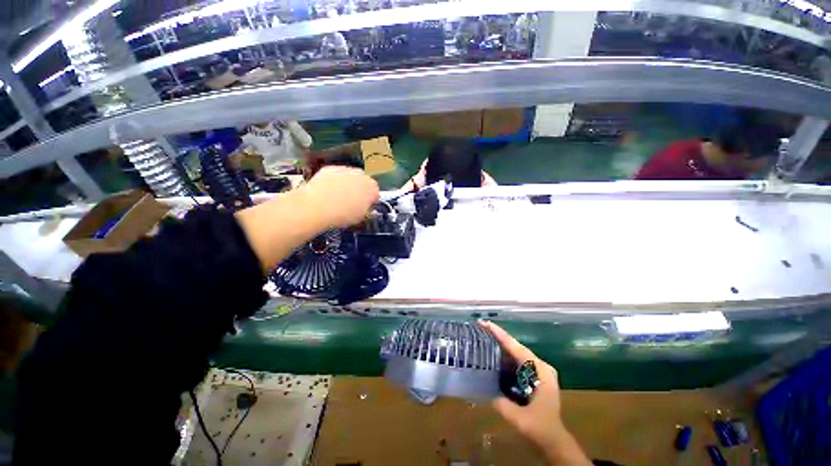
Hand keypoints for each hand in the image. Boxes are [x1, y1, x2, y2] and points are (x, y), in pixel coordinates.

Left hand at [303, 166, 379, 228]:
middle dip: (360, 190)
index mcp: (372, 187)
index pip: (376, 193)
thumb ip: (367, 210)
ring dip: (347, 184)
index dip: (371, 201)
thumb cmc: (342, 214)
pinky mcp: (330, 168)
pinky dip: (334, 181)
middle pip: (364, 182)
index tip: (366, 207)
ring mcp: (345, 169)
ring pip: (350, 176)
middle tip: (353, 202)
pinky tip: (328, 192)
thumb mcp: (361, 217)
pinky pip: (336, 175)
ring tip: (339, 197)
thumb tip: (366, 208)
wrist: (317, 206)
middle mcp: (361, 175)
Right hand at [480, 321, 591, 465]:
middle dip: (498, 337)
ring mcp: (538, 371)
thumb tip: (481, 385)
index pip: (517, 348)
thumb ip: (499, 401)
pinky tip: (493, 354)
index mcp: (540, 371)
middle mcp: (540, 366)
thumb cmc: (540, 428)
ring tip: (483, 336)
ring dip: (500, 345)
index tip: (485, 323)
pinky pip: (517, 361)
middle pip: (516, 347)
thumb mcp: (518, 417)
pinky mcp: (534, 376)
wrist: (555, 441)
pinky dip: (505, 356)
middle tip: (480, 327)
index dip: (500, 335)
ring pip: (516, 352)